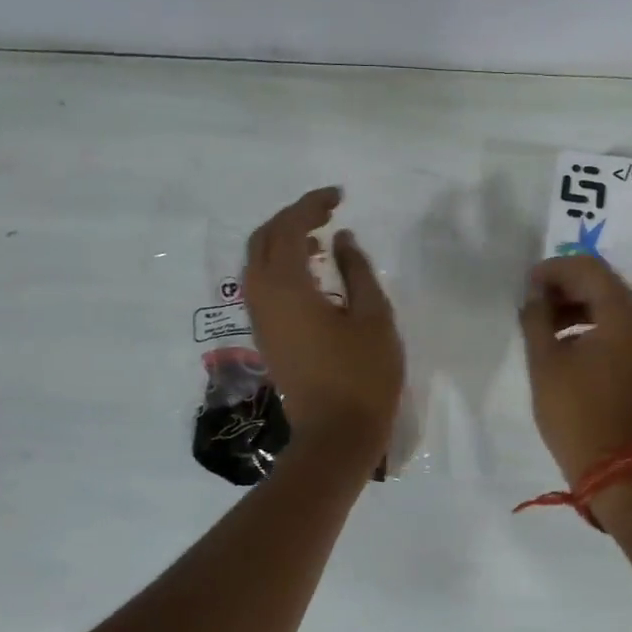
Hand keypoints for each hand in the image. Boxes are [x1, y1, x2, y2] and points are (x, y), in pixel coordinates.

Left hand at [243, 187, 403, 468]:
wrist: (336, 434)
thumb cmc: (363, 375)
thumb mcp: (373, 316)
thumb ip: (357, 270)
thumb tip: (341, 239)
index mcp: (288, 286)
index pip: (290, 227)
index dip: (312, 205)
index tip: (340, 197)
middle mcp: (263, 296)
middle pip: (264, 239)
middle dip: (292, 217)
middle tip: (327, 211)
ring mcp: (260, 319)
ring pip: (258, 262)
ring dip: (283, 241)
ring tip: (320, 237)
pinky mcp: (266, 336)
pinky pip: (262, 285)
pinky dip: (281, 266)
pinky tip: (311, 272)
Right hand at [518, 255, 631, 485]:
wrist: (613, 467)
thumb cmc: (575, 413)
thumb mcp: (545, 362)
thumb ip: (536, 317)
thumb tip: (534, 294)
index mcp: (624, 316)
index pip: (589, 269)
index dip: (554, 269)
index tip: (526, 284)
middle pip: (603, 283)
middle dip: (565, 286)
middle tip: (531, 301)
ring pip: (610, 305)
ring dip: (576, 305)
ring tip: (542, 322)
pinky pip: (617, 327)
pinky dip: (590, 324)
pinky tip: (563, 341)